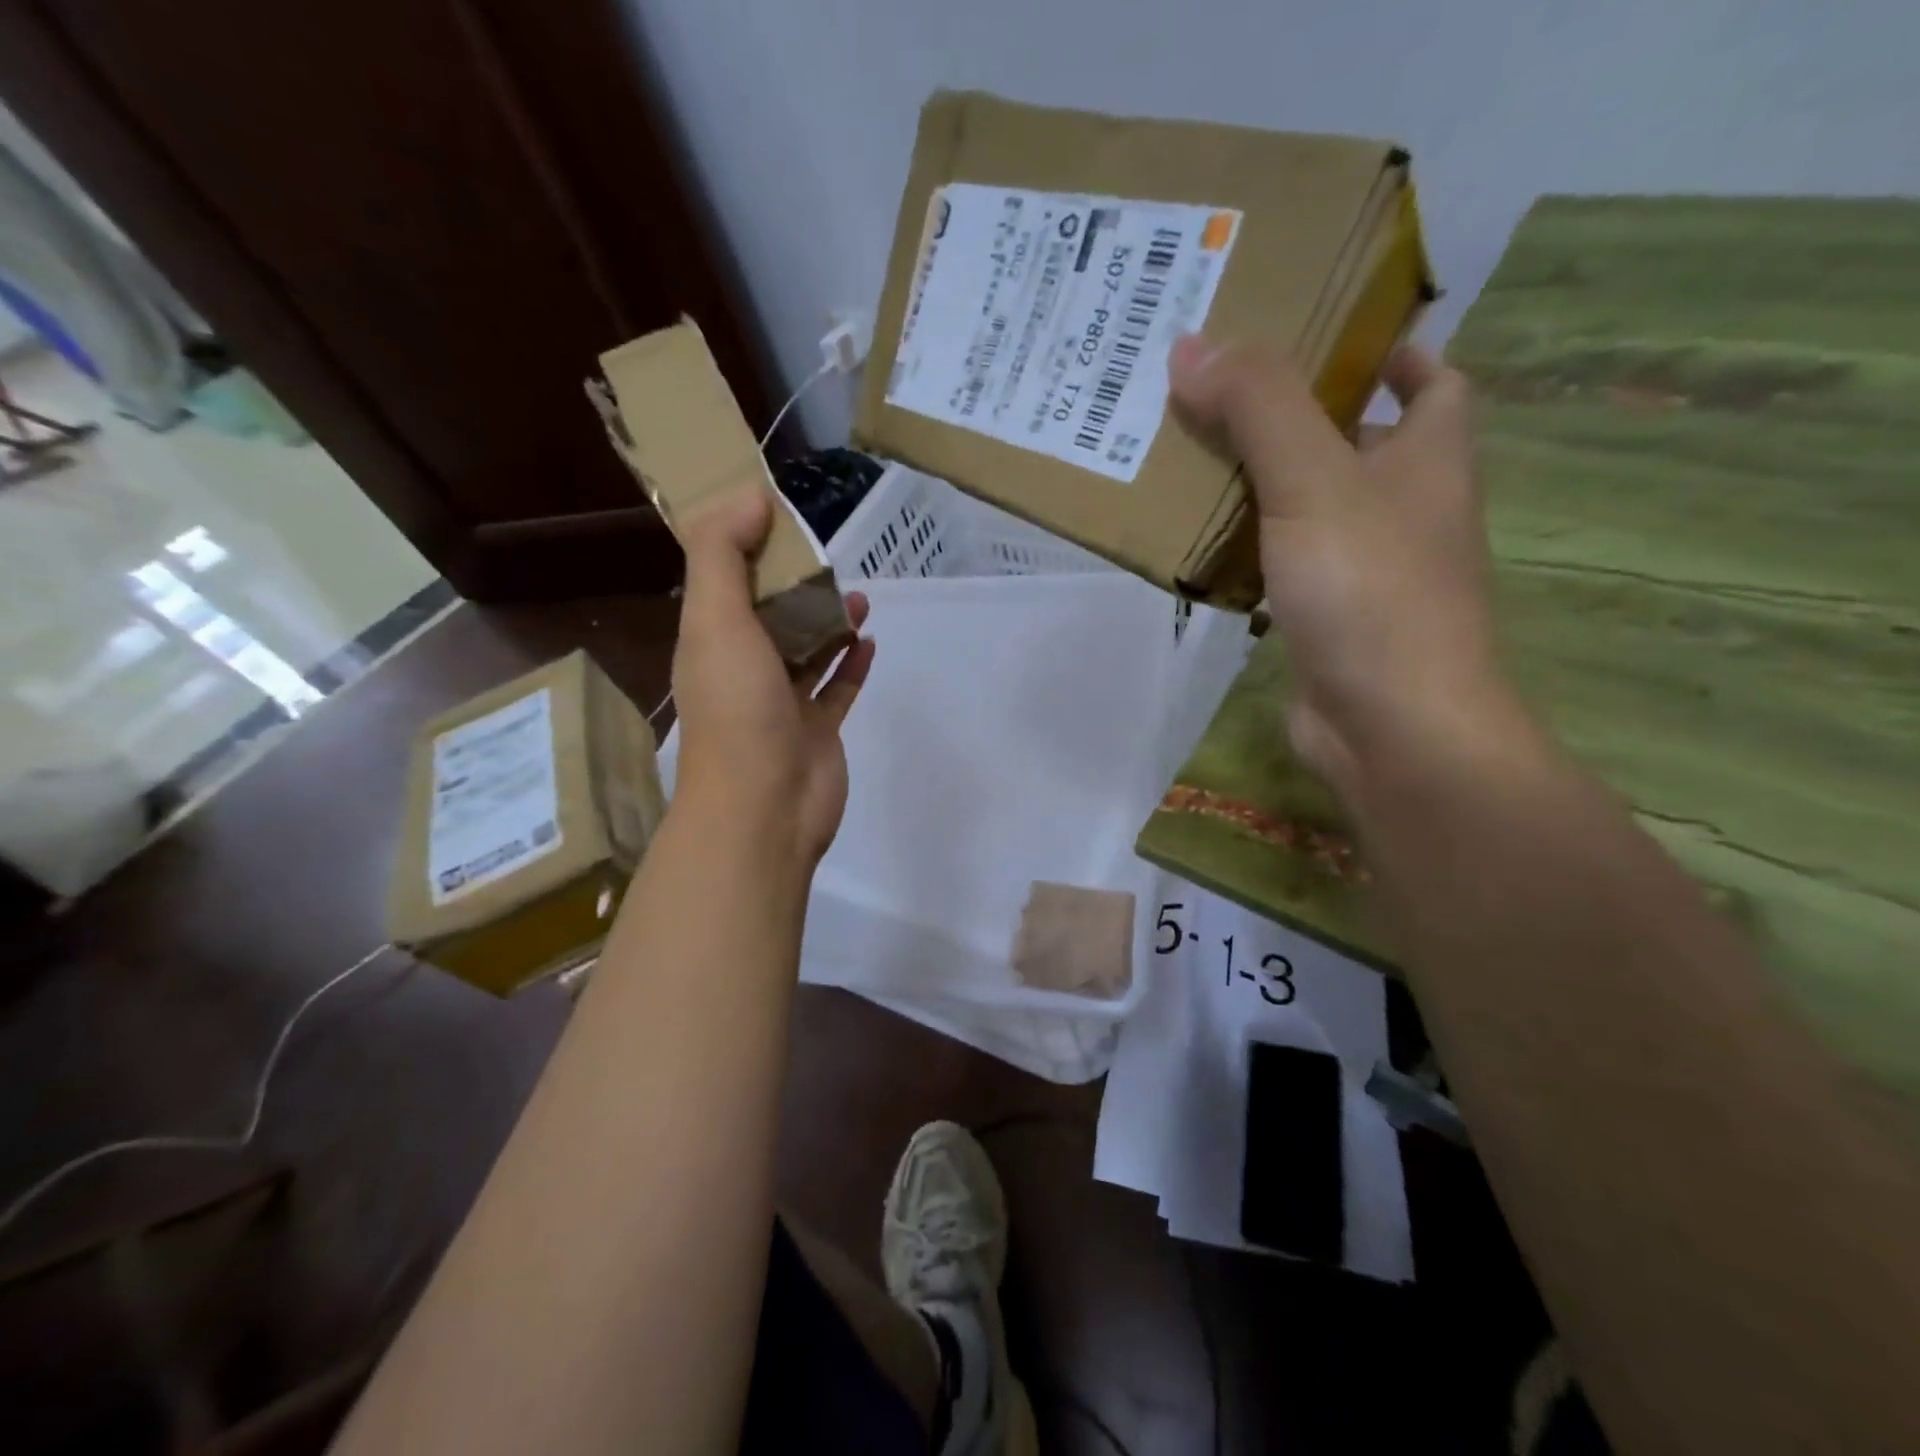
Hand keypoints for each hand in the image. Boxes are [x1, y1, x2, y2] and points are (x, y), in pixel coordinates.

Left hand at [669, 490, 873, 863]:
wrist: (765, 807)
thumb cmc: (737, 709)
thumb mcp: (716, 620)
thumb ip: (724, 554)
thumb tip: (750, 495)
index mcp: (711, 641)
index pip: (722, 580)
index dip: (743, 544)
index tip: (773, 511)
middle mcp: (743, 669)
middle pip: (769, 614)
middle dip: (795, 584)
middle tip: (826, 555)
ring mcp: (783, 703)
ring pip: (807, 651)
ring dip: (829, 622)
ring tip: (857, 596)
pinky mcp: (818, 730)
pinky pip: (838, 689)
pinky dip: (852, 664)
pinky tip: (869, 640)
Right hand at [1169, 335, 1525, 798]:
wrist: (1391, 726)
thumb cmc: (1371, 591)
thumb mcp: (1315, 481)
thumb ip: (1259, 409)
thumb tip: (1191, 345)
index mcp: (1431, 457)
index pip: (1433, 382)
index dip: (1389, 353)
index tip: (1323, 338)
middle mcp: (1407, 509)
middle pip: (1355, 442)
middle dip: (1294, 416)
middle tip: (1217, 391)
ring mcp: (1367, 570)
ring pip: (1310, 507)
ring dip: (1259, 484)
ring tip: (1187, 455)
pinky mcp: (1328, 618)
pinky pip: (1282, 564)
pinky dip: (1246, 548)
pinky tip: (1196, 542)